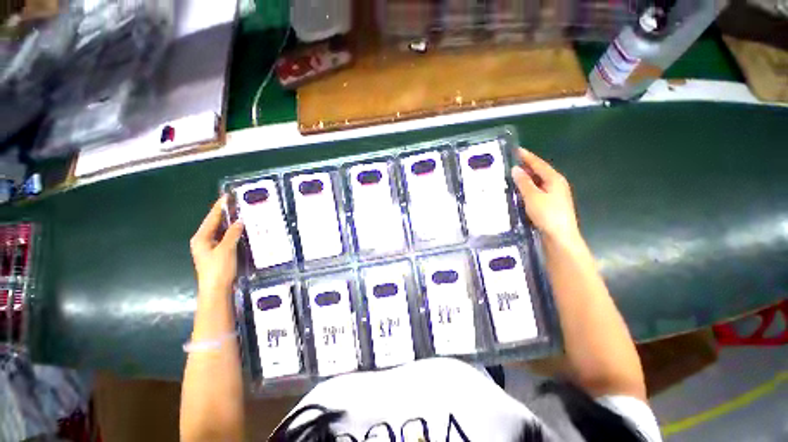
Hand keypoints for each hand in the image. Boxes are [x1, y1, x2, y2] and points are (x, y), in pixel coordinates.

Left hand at [190, 196, 243, 297]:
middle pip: (215, 223)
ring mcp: (210, 248)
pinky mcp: (218, 253)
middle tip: (238, 204)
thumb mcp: (226, 249)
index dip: (220, 206)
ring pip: (221, 231)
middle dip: (226, 214)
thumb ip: (232, 234)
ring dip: (231, 223)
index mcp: (201, 238)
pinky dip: (233, 233)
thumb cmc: (218, 268)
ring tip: (242, 214)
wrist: (216, 290)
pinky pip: (226, 238)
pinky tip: (242, 230)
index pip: (212, 218)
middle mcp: (204, 241)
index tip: (227, 196)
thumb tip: (239, 221)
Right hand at [511, 149, 579, 244]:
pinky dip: (528, 188)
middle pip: (540, 172)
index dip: (527, 156)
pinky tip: (520, 191)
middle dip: (526, 166)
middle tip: (511, 163)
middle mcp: (556, 184)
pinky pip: (537, 191)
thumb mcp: (532, 196)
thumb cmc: (547, 214)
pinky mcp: (550, 204)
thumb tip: (516, 169)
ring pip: (538, 182)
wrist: (559, 236)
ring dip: (526, 178)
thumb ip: (524, 182)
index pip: (538, 164)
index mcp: (554, 179)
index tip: (516, 150)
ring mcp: (555, 195)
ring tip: (512, 176)